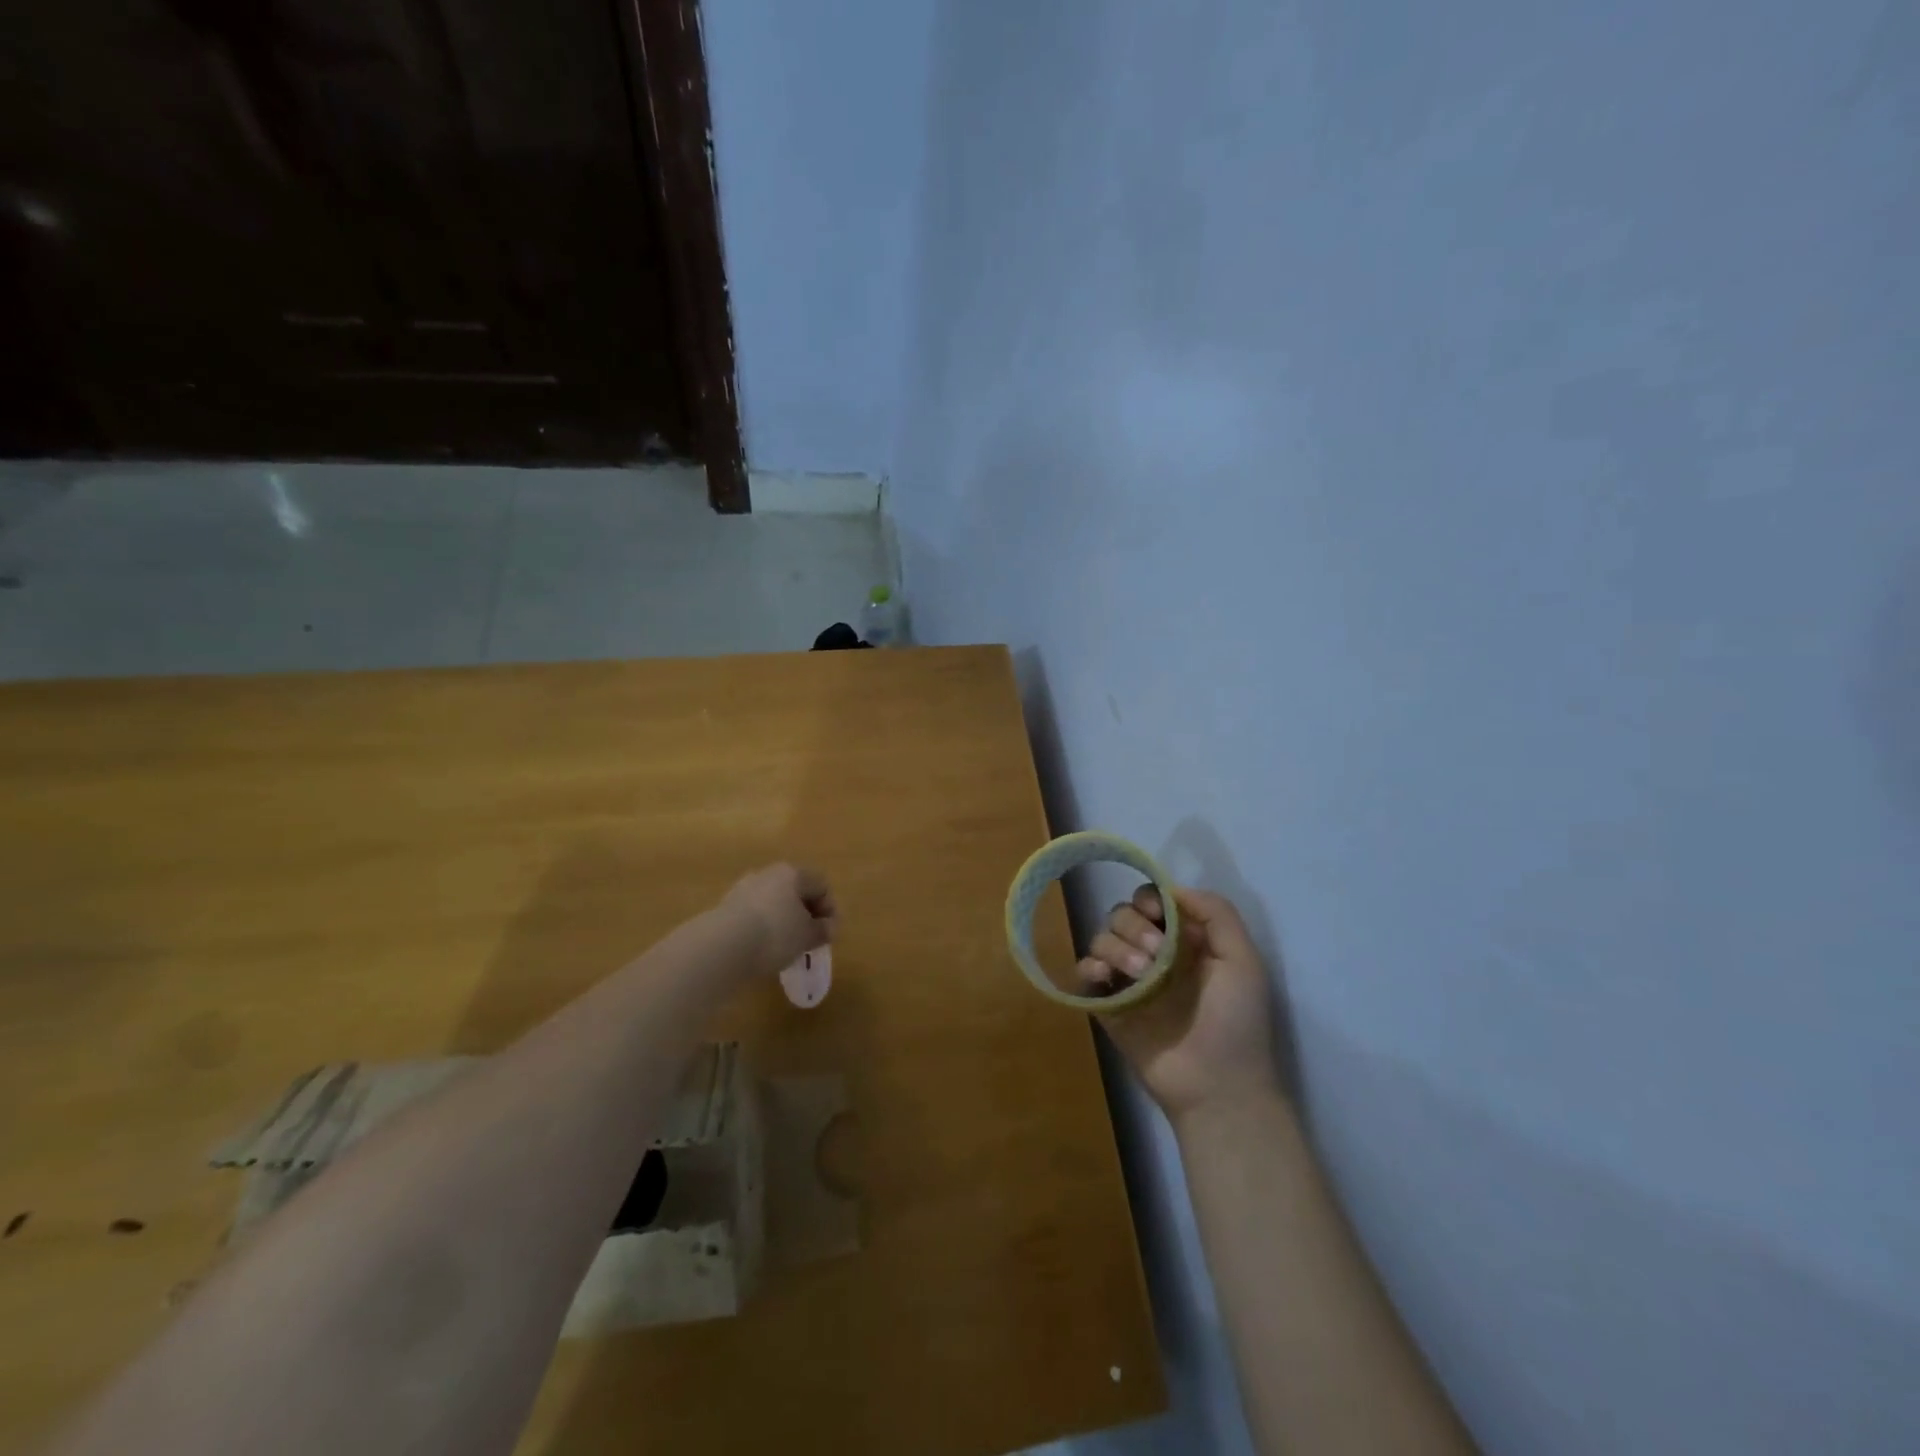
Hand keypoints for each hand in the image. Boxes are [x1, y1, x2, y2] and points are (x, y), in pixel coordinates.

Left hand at [718, 863, 836, 975]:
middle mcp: (767, 873)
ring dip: (783, 921)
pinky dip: (763, 928)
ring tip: (785, 947)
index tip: (829, 934)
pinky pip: (754, 915)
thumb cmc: (776, 934)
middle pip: (795, 891)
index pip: (821, 884)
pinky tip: (762, 948)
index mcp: (792, 873)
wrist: (723, 946)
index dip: (830, 909)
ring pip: (773, 902)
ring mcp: (743, 888)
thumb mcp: (807, 936)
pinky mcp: (725, 907)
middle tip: (809, 939)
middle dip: (805, 914)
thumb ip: (823, 930)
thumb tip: (828, 928)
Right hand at [1078, 885, 1282, 1119]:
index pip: (1152, 900)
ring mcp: (1128, 979)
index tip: (1158, 914)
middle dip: (1134, 926)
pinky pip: (1084, 972)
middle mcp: (1153, 953)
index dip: (1150, 899)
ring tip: (1140, 974)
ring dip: (1116, 946)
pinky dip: (1089, 966)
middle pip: (1122, 914)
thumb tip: (1173, 890)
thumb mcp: (1243, 961)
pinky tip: (1106, 978)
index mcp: (1184, 941)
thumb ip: (1217, 914)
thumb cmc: (1236, 1022)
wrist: (1218, 1086)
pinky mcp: (1108, 1005)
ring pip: (1101, 937)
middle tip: (1156, 956)